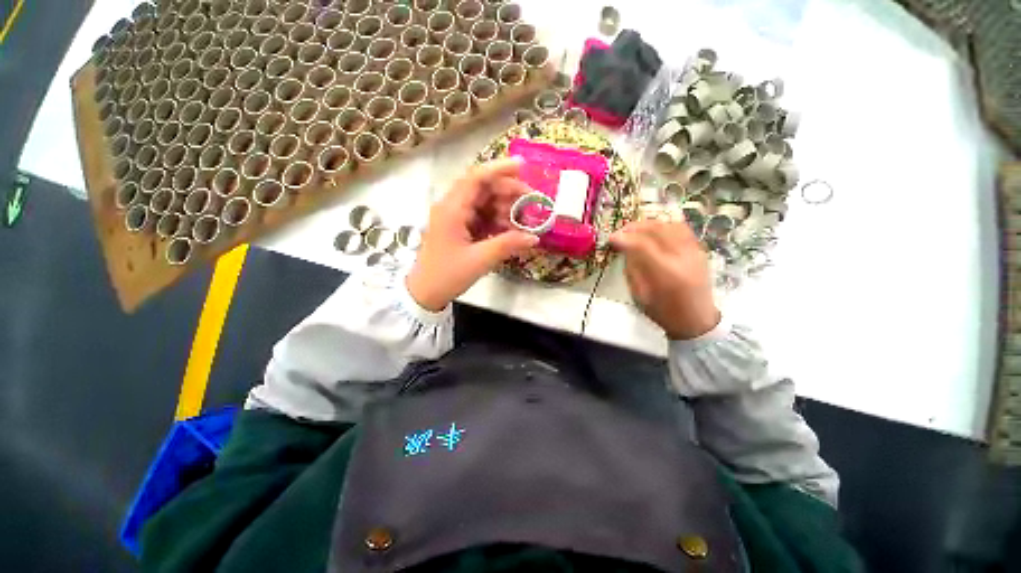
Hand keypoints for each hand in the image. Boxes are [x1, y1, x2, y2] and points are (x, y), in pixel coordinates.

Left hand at [406, 158, 538, 310]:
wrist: (425, 293)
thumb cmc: (447, 275)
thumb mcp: (480, 260)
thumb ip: (508, 245)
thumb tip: (534, 237)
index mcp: (452, 209)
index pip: (476, 178)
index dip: (499, 169)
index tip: (523, 167)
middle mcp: (453, 207)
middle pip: (483, 189)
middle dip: (508, 192)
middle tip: (531, 201)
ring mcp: (456, 218)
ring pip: (484, 203)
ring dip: (505, 208)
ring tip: (524, 221)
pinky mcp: (460, 229)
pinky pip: (482, 217)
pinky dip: (497, 221)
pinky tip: (511, 230)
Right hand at [609, 220, 719, 339]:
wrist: (697, 320)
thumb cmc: (664, 313)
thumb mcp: (640, 295)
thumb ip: (632, 268)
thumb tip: (624, 247)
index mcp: (666, 274)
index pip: (641, 245)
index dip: (623, 238)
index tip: (610, 239)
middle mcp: (683, 257)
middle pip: (656, 230)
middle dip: (634, 227)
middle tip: (620, 232)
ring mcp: (695, 252)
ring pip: (670, 225)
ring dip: (649, 224)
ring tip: (635, 229)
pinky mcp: (700, 250)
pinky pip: (682, 229)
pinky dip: (664, 225)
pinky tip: (653, 230)